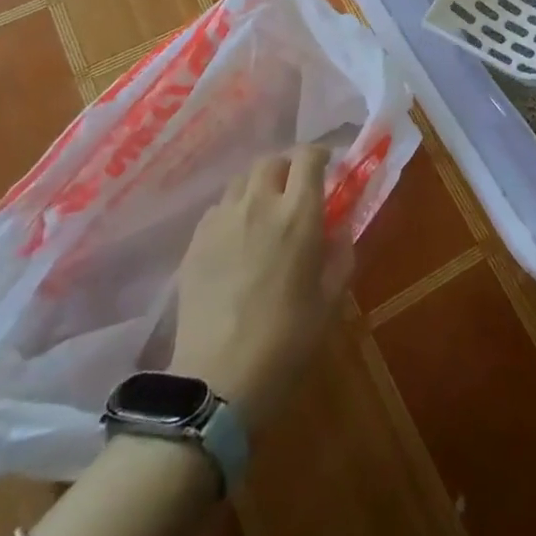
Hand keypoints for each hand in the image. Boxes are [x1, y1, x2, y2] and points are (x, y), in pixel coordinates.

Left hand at [169, 146, 351, 423]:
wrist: (217, 380)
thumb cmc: (287, 340)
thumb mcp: (330, 298)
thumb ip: (340, 253)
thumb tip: (340, 226)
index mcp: (298, 214)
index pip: (308, 157)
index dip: (320, 155)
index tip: (329, 167)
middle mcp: (259, 205)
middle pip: (271, 161)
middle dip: (288, 167)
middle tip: (297, 191)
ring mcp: (221, 221)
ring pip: (241, 181)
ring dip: (259, 186)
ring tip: (266, 213)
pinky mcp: (195, 242)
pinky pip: (218, 208)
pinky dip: (233, 210)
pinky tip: (238, 238)